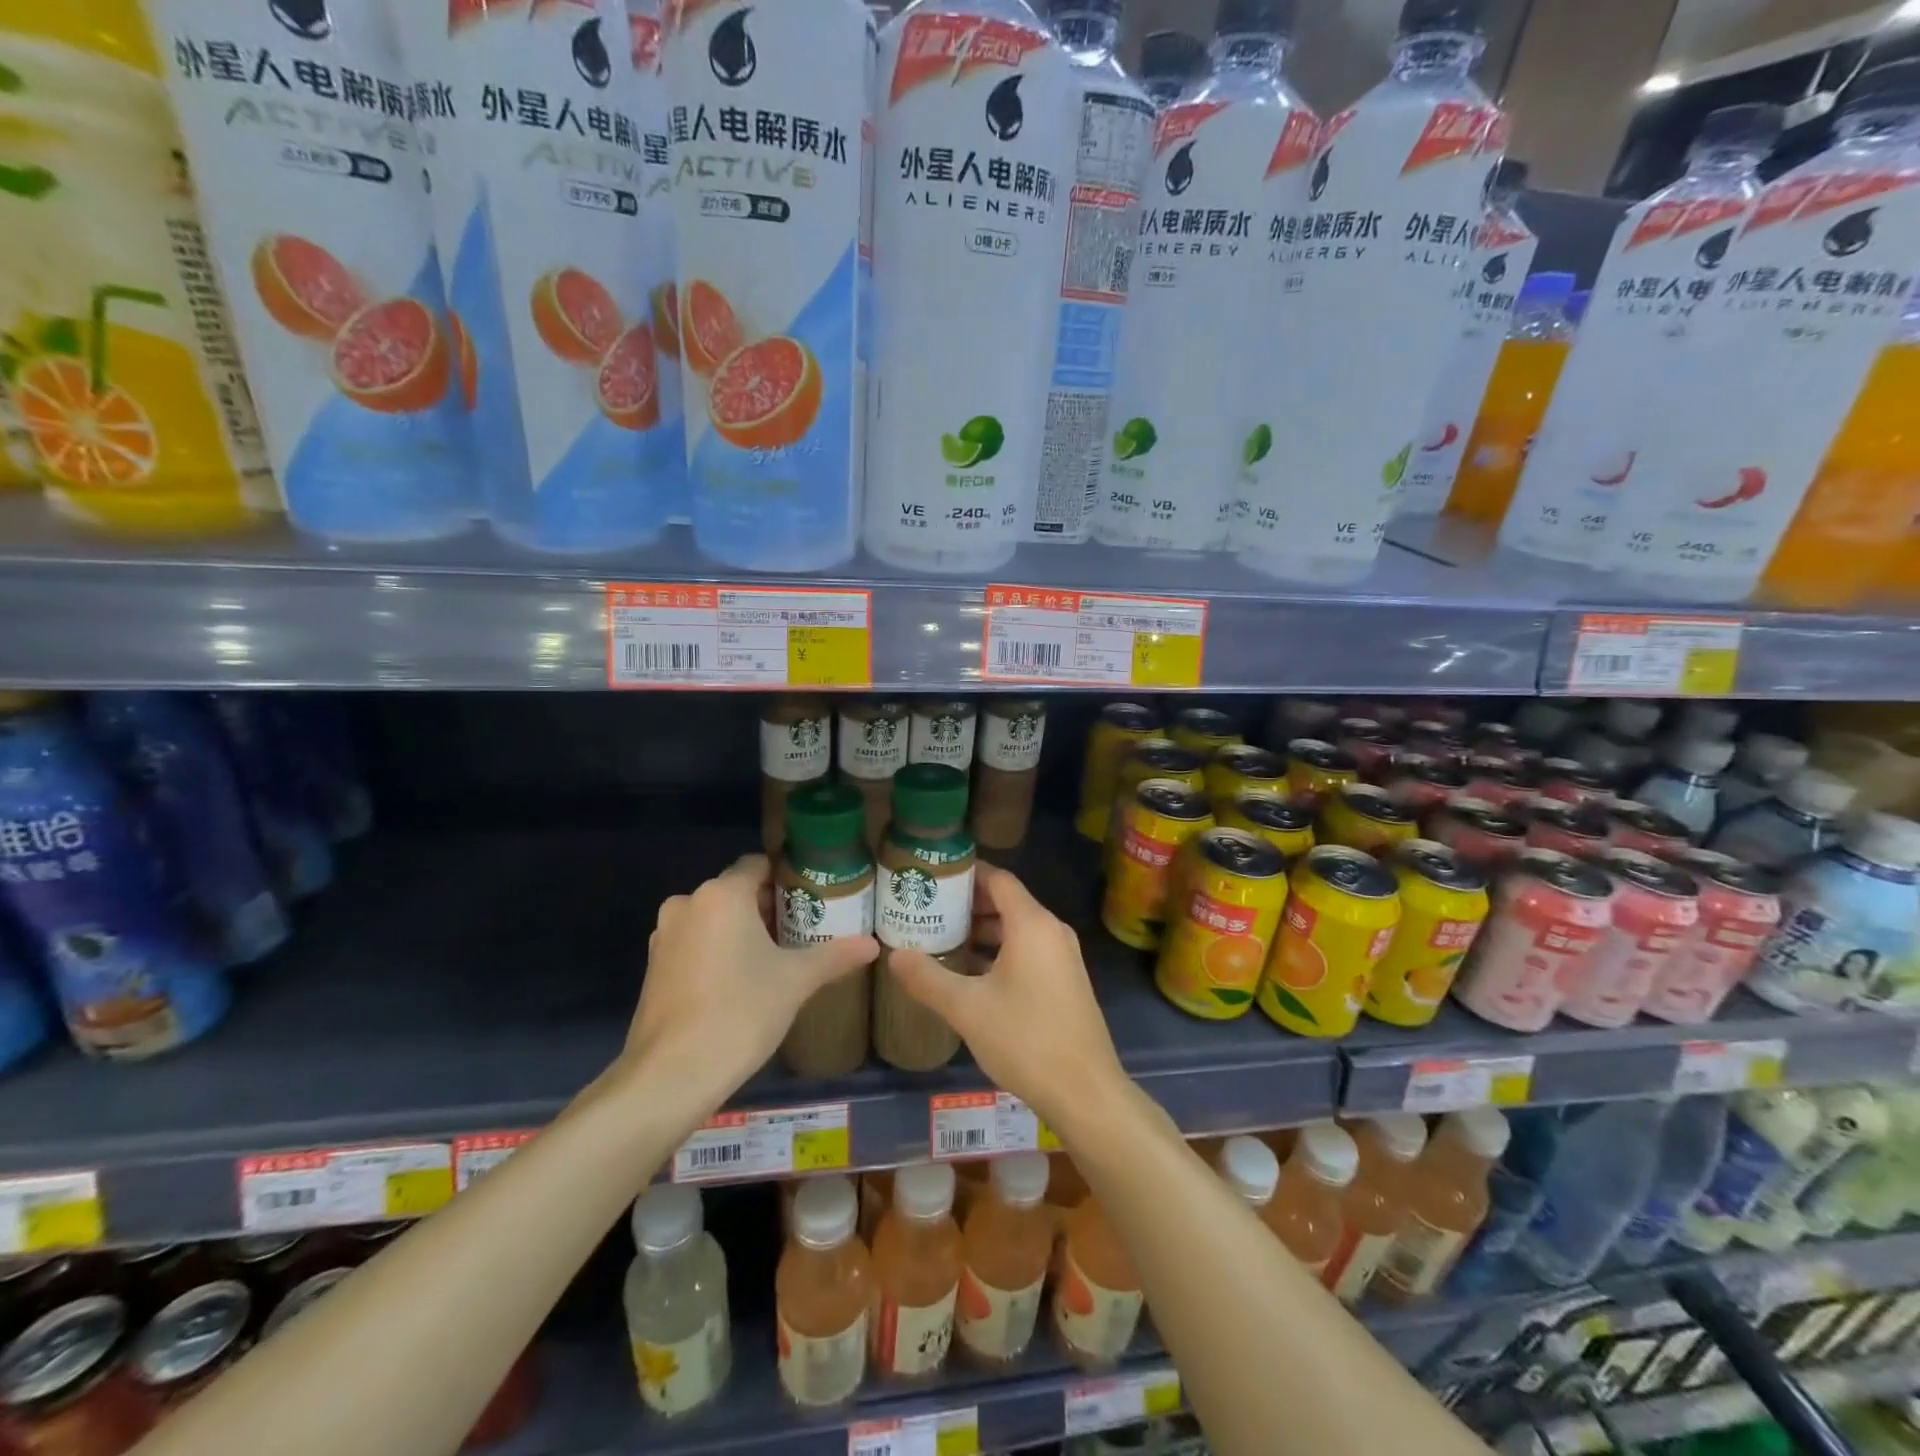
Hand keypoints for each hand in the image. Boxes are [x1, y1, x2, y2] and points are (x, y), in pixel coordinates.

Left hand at [625, 855, 877, 1101]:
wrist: (672, 1075)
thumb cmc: (741, 1012)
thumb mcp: (796, 981)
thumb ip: (835, 955)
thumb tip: (872, 945)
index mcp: (723, 894)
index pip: (758, 864)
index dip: (786, 876)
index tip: (811, 896)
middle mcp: (688, 903)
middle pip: (736, 891)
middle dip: (767, 906)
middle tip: (801, 929)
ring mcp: (665, 936)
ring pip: (713, 918)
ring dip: (741, 930)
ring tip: (774, 957)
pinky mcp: (654, 967)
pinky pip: (694, 942)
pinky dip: (716, 951)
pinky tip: (739, 982)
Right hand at [886, 864, 1125, 1129]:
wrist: (1085, 1093)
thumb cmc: (1026, 1039)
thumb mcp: (967, 1009)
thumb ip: (927, 978)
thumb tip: (893, 956)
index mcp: (1032, 924)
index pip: (998, 879)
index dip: (966, 873)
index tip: (933, 876)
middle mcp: (1051, 932)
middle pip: (1007, 902)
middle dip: (967, 904)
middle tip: (928, 909)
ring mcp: (1062, 958)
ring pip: (1017, 930)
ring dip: (982, 931)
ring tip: (941, 939)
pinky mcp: (1065, 982)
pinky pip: (1028, 951)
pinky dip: (999, 952)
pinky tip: (969, 974)